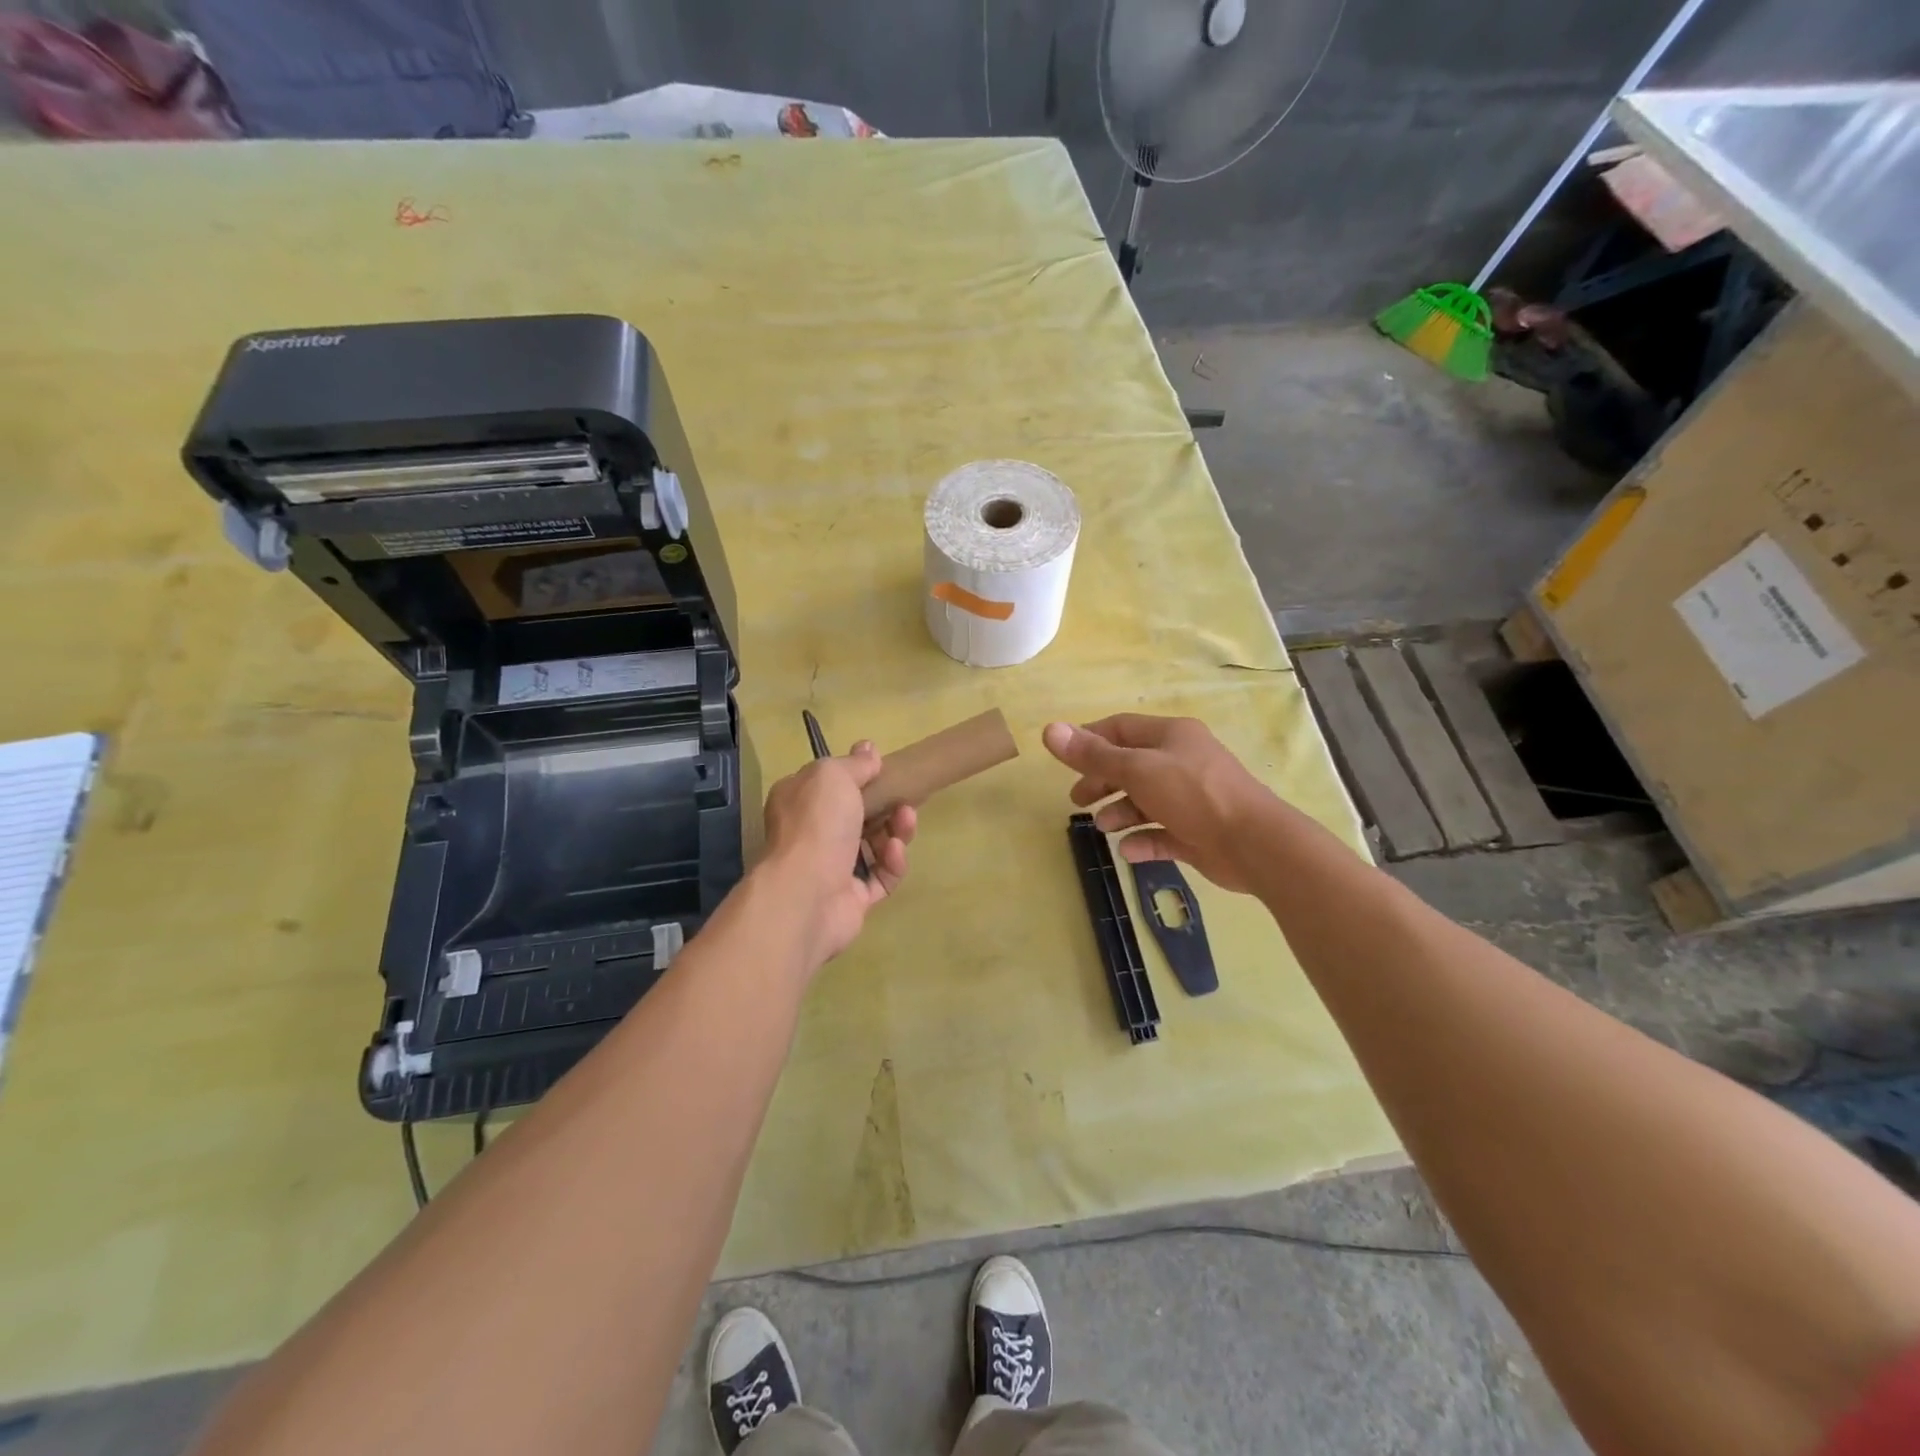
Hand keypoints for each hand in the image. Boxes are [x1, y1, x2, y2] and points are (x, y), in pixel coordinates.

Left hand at [759, 742, 915, 971]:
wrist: (806, 893)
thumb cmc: (816, 823)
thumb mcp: (834, 776)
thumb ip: (855, 764)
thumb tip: (868, 749)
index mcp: (799, 802)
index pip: (829, 784)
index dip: (857, 775)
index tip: (883, 768)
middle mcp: (812, 834)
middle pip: (857, 815)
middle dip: (886, 805)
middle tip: (905, 799)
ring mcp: (832, 869)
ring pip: (873, 846)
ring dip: (895, 831)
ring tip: (906, 821)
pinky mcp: (852, 899)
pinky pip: (880, 877)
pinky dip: (892, 863)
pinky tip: (895, 852)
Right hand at [1042, 715, 1275, 892]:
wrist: (1254, 843)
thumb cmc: (1193, 794)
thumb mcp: (1137, 770)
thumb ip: (1092, 755)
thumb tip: (1049, 730)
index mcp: (1171, 736)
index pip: (1122, 728)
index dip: (1091, 739)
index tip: (1064, 758)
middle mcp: (1182, 762)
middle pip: (1131, 766)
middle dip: (1101, 781)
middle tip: (1076, 800)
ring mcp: (1192, 799)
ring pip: (1146, 801)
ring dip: (1120, 812)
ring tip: (1102, 828)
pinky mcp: (1198, 832)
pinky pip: (1162, 833)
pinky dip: (1143, 840)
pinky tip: (1128, 850)